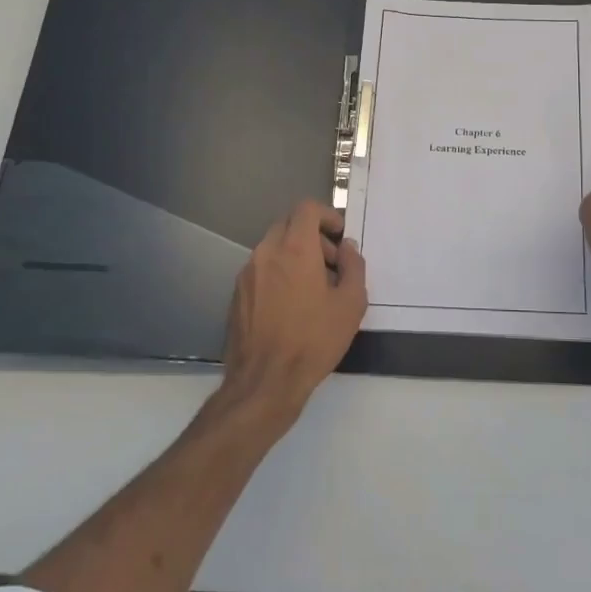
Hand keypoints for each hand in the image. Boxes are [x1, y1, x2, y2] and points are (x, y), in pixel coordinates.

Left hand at [220, 199, 368, 425]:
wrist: (265, 382)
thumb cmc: (314, 340)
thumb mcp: (351, 303)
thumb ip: (354, 266)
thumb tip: (347, 248)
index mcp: (294, 249)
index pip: (306, 209)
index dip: (327, 215)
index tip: (340, 236)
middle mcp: (265, 252)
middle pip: (288, 224)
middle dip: (312, 235)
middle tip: (331, 263)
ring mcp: (247, 273)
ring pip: (273, 247)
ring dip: (295, 255)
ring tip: (313, 287)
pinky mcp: (236, 294)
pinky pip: (261, 269)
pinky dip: (279, 272)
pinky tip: (291, 305)